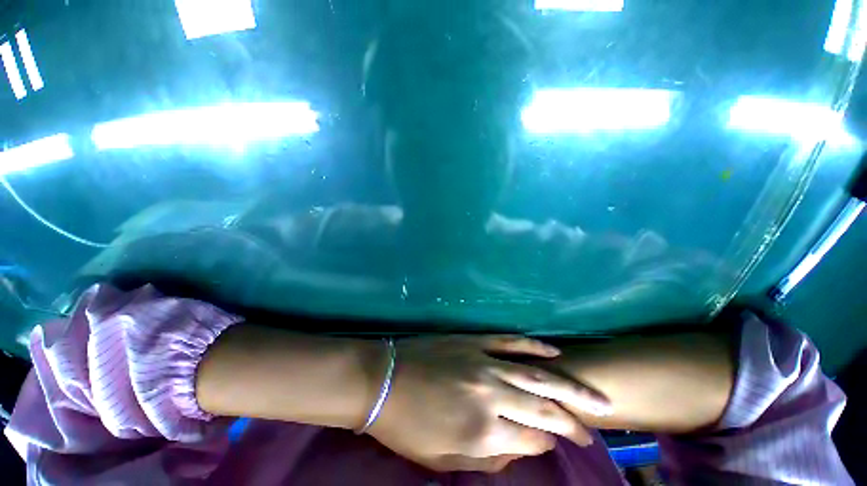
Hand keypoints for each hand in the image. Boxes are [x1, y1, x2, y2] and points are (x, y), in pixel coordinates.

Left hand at [366, 335, 611, 472]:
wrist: (384, 379)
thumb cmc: (409, 426)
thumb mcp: (445, 459)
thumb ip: (489, 457)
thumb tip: (523, 447)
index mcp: (482, 429)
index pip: (532, 439)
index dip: (548, 443)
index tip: (556, 443)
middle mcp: (491, 393)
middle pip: (544, 408)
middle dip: (573, 420)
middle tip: (594, 427)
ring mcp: (484, 361)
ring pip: (536, 374)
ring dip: (569, 387)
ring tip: (596, 397)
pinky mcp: (475, 341)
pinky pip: (511, 342)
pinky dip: (535, 346)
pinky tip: (555, 352)